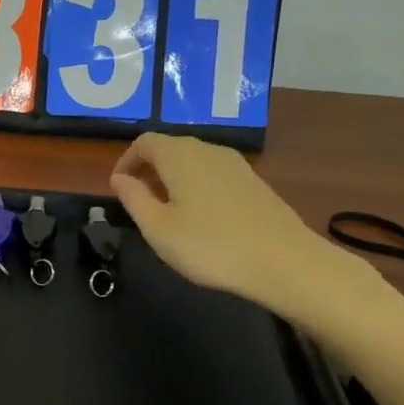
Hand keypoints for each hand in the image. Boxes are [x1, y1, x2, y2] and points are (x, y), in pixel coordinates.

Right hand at [110, 132, 387, 333]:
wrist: (285, 262)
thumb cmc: (210, 246)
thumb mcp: (158, 228)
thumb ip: (134, 199)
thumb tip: (119, 178)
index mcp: (179, 155)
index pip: (144, 142)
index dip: (126, 161)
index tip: (119, 187)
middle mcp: (207, 149)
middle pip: (170, 148)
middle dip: (149, 170)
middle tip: (140, 201)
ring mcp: (235, 164)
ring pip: (194, 161)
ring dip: (174, 179)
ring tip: (168, 212)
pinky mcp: (254, 182)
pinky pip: (214, 174)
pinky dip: (198, 186)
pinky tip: (202, 219)